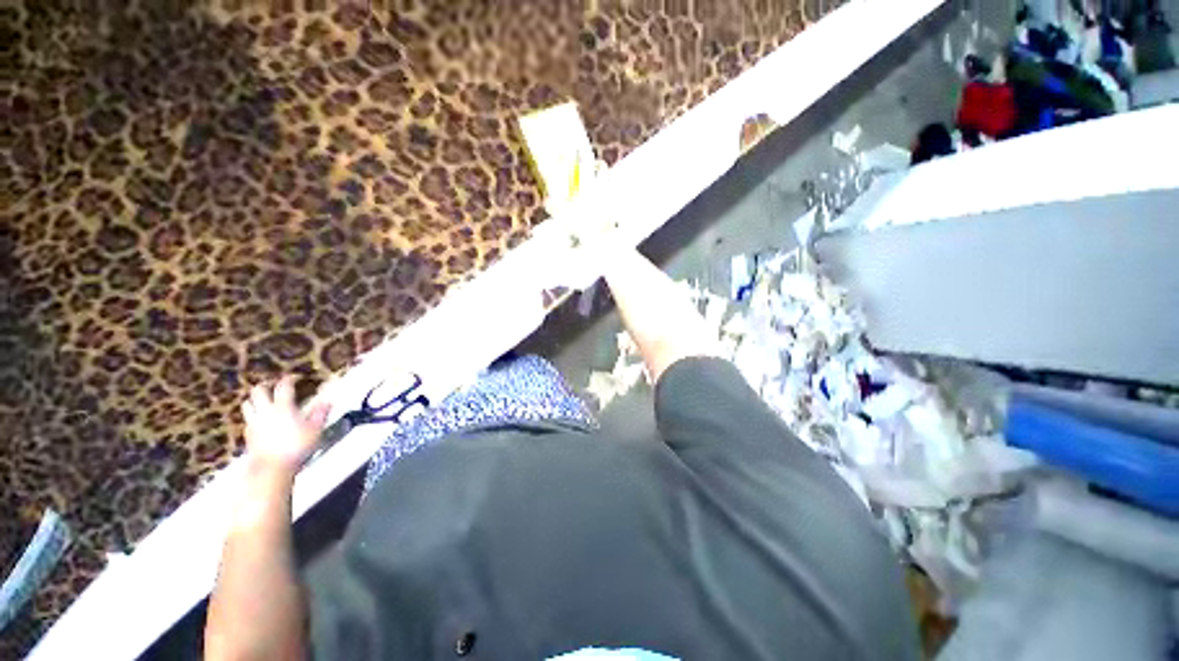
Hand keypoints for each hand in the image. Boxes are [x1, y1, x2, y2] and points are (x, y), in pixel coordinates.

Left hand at [240, 375, 330, 477]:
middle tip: (273, 386)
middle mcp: (265, 411)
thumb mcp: (315, 429)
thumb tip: (328, 400)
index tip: (294, 377)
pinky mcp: (248, 435)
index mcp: (283, 406)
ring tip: (263, 401)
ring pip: (248, 404)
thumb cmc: (297, 446)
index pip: (283, 387)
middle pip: (258, 391)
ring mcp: (254, 423)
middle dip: (265, 386)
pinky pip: (248, 420)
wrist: (272, 467)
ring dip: (255, 400)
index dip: (289, 379)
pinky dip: (253, 416)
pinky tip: (261, 422)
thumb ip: (320, 413)